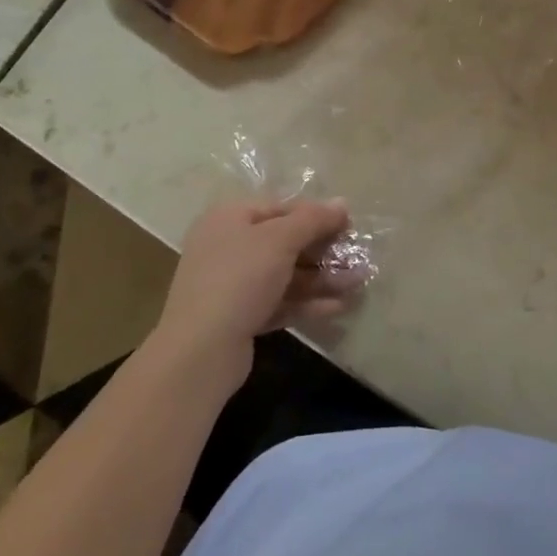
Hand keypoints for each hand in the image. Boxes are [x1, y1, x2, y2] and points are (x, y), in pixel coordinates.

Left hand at [152, 200, 363, 388]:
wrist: (199, 352)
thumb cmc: (239, 279)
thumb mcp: (280, 240)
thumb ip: (313, 219)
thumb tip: (342, 203)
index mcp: (230, 218)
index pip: (281, 207)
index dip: (316, 215)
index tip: (349, 226)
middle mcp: (228, 246)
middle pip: (285, 242)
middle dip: (324, 251)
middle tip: (357, 258)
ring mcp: (232, 284)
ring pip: (285, 274)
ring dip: (322, 278)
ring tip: (358, 284)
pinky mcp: (239, 317)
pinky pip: (279, 302)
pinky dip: (307, 302)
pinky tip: (337, 307)